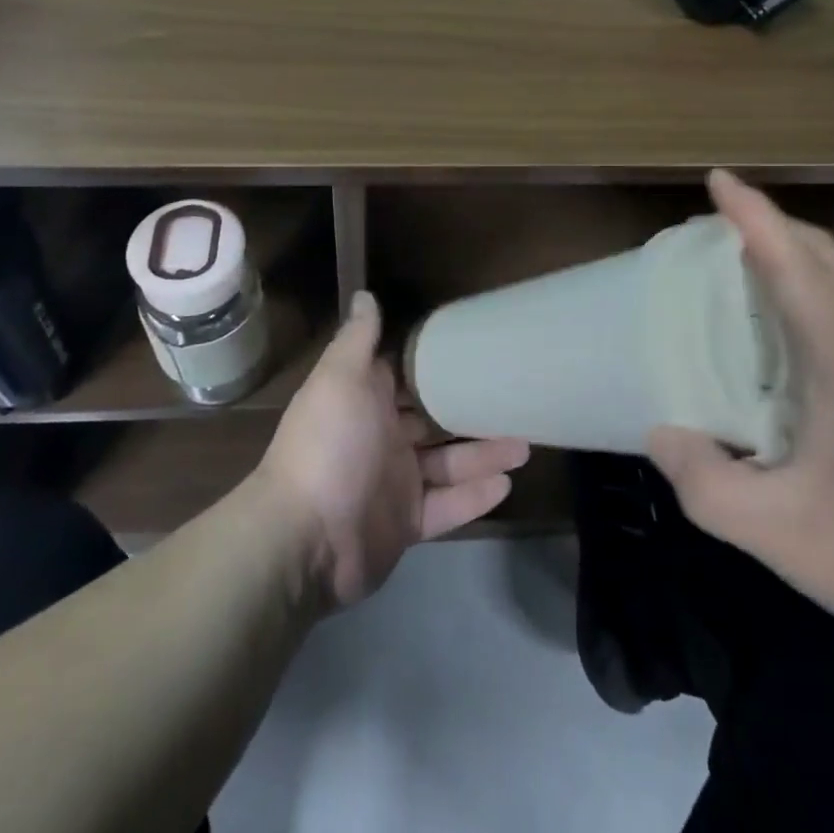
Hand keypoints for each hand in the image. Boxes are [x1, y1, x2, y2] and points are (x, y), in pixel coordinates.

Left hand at [255, 291, 530, 608]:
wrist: (306, 538)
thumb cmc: (329, 444)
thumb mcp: (341, 378)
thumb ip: (358, 338)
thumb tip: (365, 295)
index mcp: (365, 401)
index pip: (406, 376)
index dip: (436, 364)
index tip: (475, 349)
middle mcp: (381, 438)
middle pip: (434, 421)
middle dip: (470, 412)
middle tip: (514, 400)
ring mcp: (395, 483)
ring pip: (448, 464)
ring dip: (484, 454)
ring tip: (526, 444)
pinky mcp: (407, 524)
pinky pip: (448, 507)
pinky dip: (474, 497)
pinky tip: (507, 484)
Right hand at [647, 170, 833, 643]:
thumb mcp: (775, 532)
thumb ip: (704, 482)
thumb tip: (660, 431)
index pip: (794, 262)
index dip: (753, 214)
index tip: (717, 179)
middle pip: (822, 253)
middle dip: (768, 224)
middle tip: (712, 228)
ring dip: (791, 250)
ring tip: (740, 261)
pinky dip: (812, 280)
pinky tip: (785, 318)